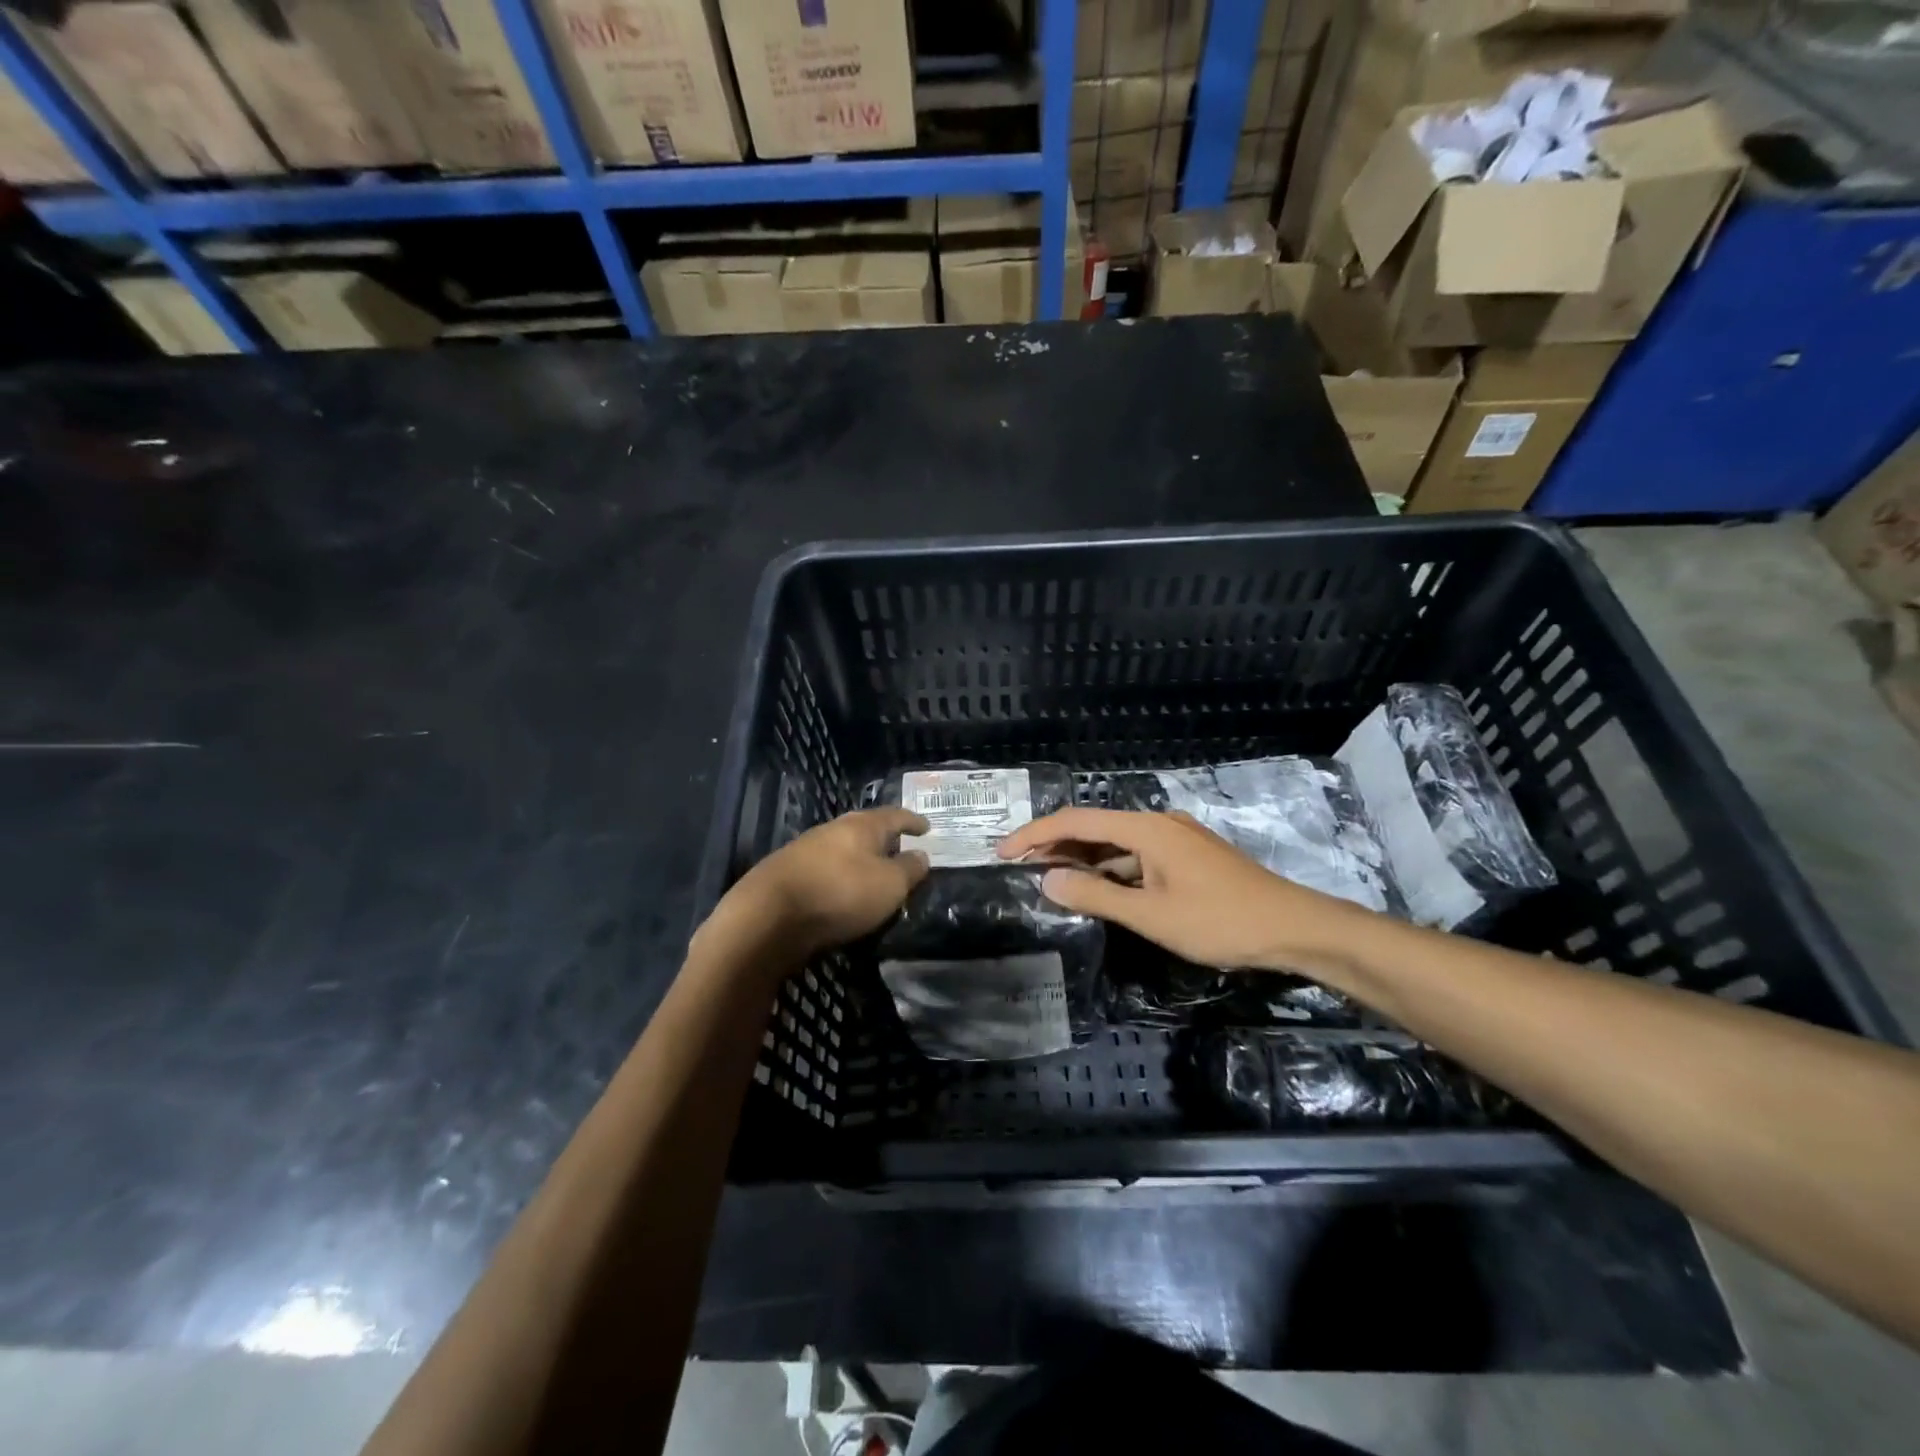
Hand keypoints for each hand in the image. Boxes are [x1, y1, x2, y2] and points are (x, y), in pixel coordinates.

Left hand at [716, 807, 930, 964]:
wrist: (766, 917)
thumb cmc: (839, 895)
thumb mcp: (889, 886)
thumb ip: (909, 869)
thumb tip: (921, 855)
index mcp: (861, 826)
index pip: (895, 816)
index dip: (913, 821)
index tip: (927, 828)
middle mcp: (832, 829)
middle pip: (865, 828)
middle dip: (884, 838)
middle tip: (901, 848)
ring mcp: (805, 849)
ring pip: (842, 848)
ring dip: (859, 857)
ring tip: (873, 872)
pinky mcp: (785, 873)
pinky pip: (823, 868)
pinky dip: (839, 875)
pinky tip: (840, 889)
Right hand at [997, 807, 1378, 979]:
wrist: (1294, 928)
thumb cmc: (1219, 920)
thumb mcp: (1151, 914)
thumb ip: (1096, 895)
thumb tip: (1047, 879)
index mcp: (1146, 828)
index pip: (1077, 821)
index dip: (1035, 833)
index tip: (1003, 851)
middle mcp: (1159, 823)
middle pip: (1095, 827)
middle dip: (1055, 843)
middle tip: (1018, 865)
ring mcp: (1176, 839)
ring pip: (1116, 843)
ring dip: (1083, 858)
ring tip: (1048, 875)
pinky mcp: (1189, 857)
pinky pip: (1137, 856)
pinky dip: (1111, 868)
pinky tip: (1098, 887)